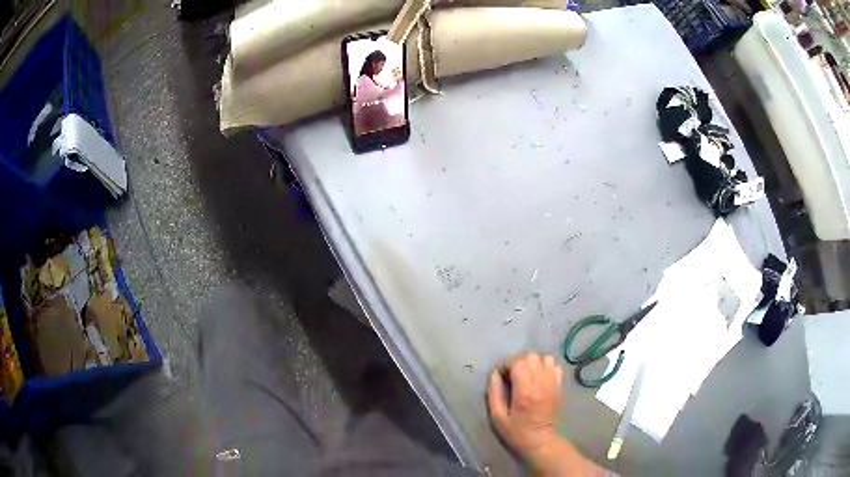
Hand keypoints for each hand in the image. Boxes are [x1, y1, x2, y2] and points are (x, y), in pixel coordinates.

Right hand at [487, 353, 563, 458]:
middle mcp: (541, 384)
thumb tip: (494, 374)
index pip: (518, 363)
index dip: (506, 364)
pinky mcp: (559, 387)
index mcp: (525, 392)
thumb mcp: (497, 417)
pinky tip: (539, 377)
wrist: (540, 441)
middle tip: (512, 374)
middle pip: (532, 357)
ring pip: (545, 358)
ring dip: (534, 362)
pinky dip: (546, 367)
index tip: (501, 375)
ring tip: (526, 374)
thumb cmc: (516, 432)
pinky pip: (555, 366)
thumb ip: (494, 393)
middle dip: (519, 361)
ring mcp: (553, 384)